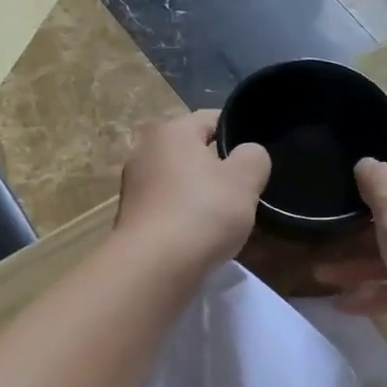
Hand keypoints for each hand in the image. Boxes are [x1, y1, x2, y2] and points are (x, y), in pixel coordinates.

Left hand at [115, 110, 271, 271]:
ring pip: (178, 181)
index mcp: (171, 131)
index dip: (238, 133)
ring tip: (223, 217)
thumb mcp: (244, 180)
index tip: (256, 157)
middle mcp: (144, 150)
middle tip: (243, 189)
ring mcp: (133, 186)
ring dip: (199, 194)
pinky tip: (199, 236)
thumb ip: (254, 157)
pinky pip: (166, 207)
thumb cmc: (202, 213)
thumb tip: (247, 154)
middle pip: (191, 151)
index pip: (212, 119)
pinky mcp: (130, 218)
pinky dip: (183, 216)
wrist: (154, 267)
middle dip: (217, 167)